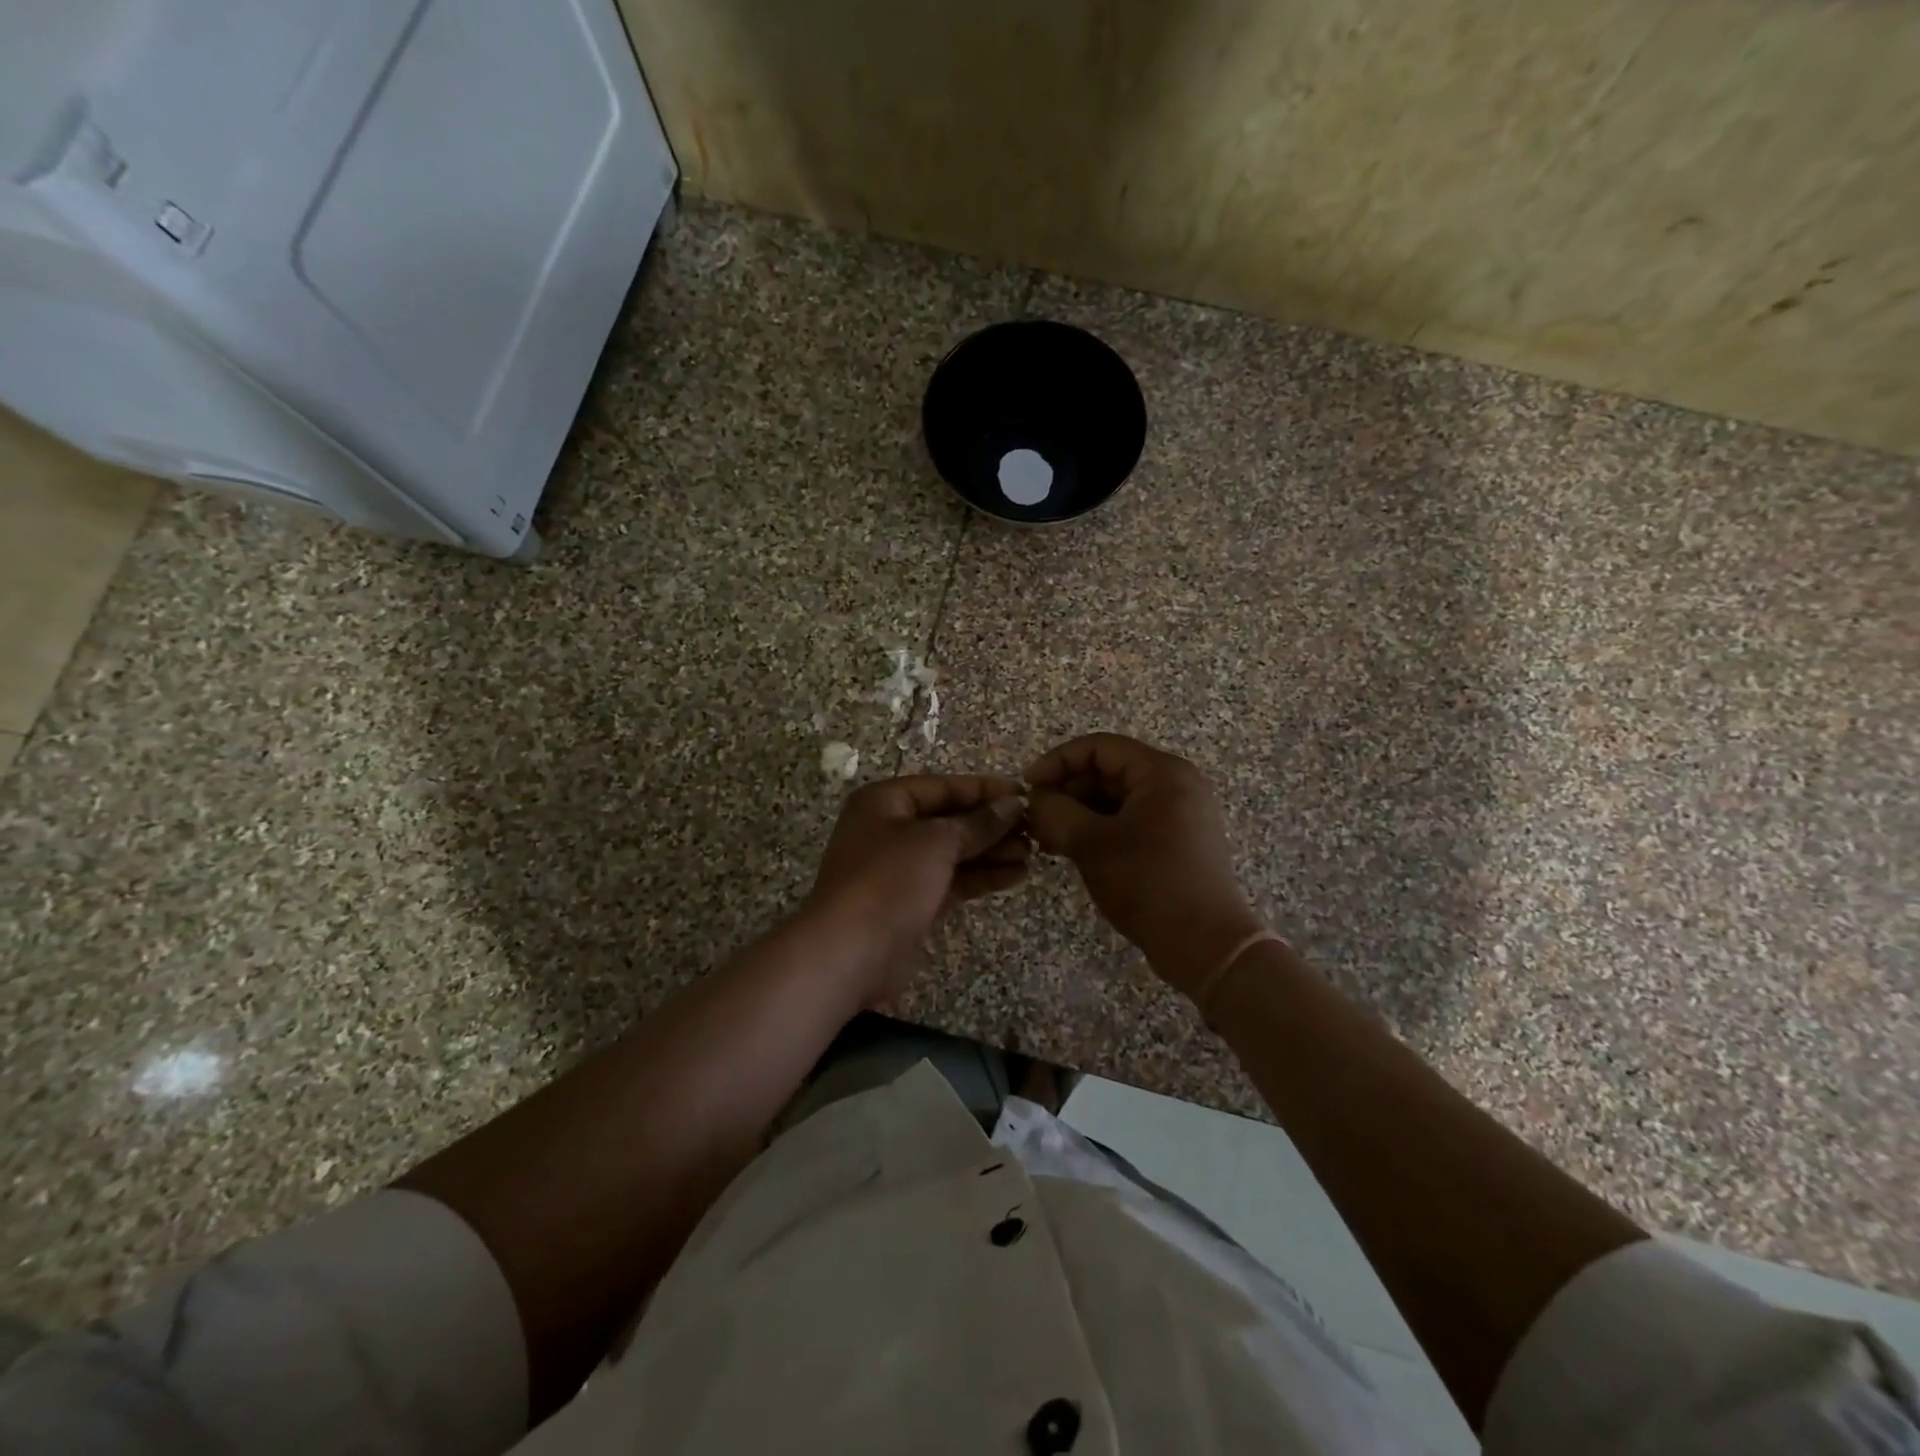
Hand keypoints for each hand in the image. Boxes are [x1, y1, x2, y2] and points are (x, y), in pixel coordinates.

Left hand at [804, 774, 1029, 1007]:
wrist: (849, 954)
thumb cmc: (889, 881)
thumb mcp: (936, 842)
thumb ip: (977, 823)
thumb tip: (1013, 804)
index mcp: (885, 802)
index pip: (942, 787)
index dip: (983, 790)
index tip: (1025, 794)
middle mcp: (890, 830)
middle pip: (949, 819)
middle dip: (991, 824)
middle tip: (1034, 829)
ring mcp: (900, 869)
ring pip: (954, 852)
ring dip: (991, 851)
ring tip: (1033, 853)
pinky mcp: (913, 903)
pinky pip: (953, 880)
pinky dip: (982, 877)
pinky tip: (1016, 875)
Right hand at [1025, 734, 1263, 997]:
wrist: (1206, 945)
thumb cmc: (1149, 883)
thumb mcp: (1092, 843)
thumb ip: (1056, 812)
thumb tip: (1035, 799)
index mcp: (1162, 772)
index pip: (1099, 748)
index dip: (1057, 761)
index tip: (1027, 786)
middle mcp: (1175, 784)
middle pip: (1107, 771)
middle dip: (1066, 791)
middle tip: (1034, 818)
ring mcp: (1179, 814)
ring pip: (1116, 799)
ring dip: (1078, 813)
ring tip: (1046, 838)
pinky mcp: (1176, 841)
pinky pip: (1129, 821)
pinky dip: (1098, 829)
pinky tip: (1070, 850)